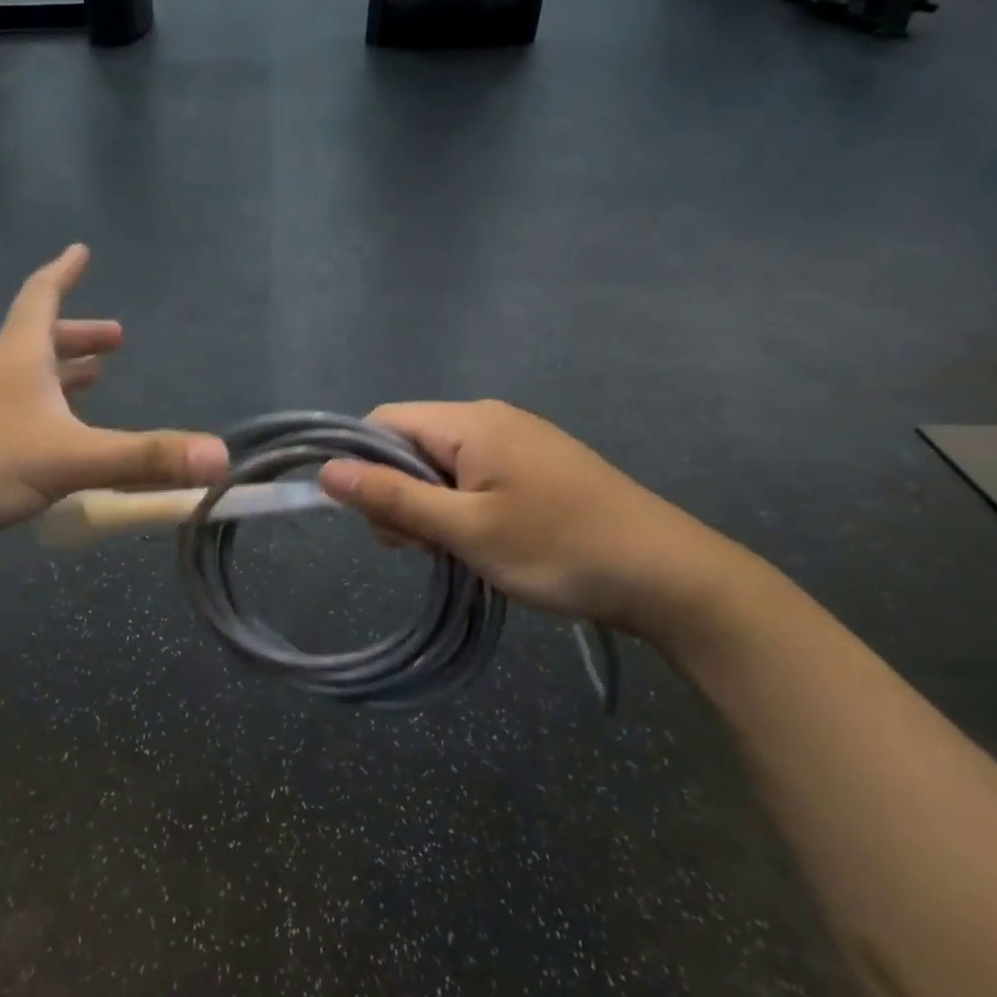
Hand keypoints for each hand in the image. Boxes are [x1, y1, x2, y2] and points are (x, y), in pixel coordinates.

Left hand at [0, 245, 227, 573]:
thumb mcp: (72, 459)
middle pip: (37, 342)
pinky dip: (37, 417)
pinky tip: (47, 446)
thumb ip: (146, 458)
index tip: (80, 249)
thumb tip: (221, 459)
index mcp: (15, 358)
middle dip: (79, 338)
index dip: (63, 274)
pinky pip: (8, 419)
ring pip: (21, 383)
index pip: (41, 298)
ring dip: (59, 378)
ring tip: (91, 383)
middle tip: (115, 341)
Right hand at [316, 400, 741, 639]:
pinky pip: (472, 479)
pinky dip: (458, 510)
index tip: (372, 517)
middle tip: (418, 548)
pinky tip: (478, 544)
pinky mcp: (534, 469)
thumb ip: (393, 498)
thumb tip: (327, 471)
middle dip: (396, 494)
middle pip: (410, 445)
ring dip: (428, 508)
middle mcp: (490, 420)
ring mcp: (516, 443)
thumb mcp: (466, 529)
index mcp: (470, 422)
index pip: (384, 421)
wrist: (669, 576)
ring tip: (453, 552)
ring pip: (439, 467)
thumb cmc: (559, 547)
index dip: (360, 463)